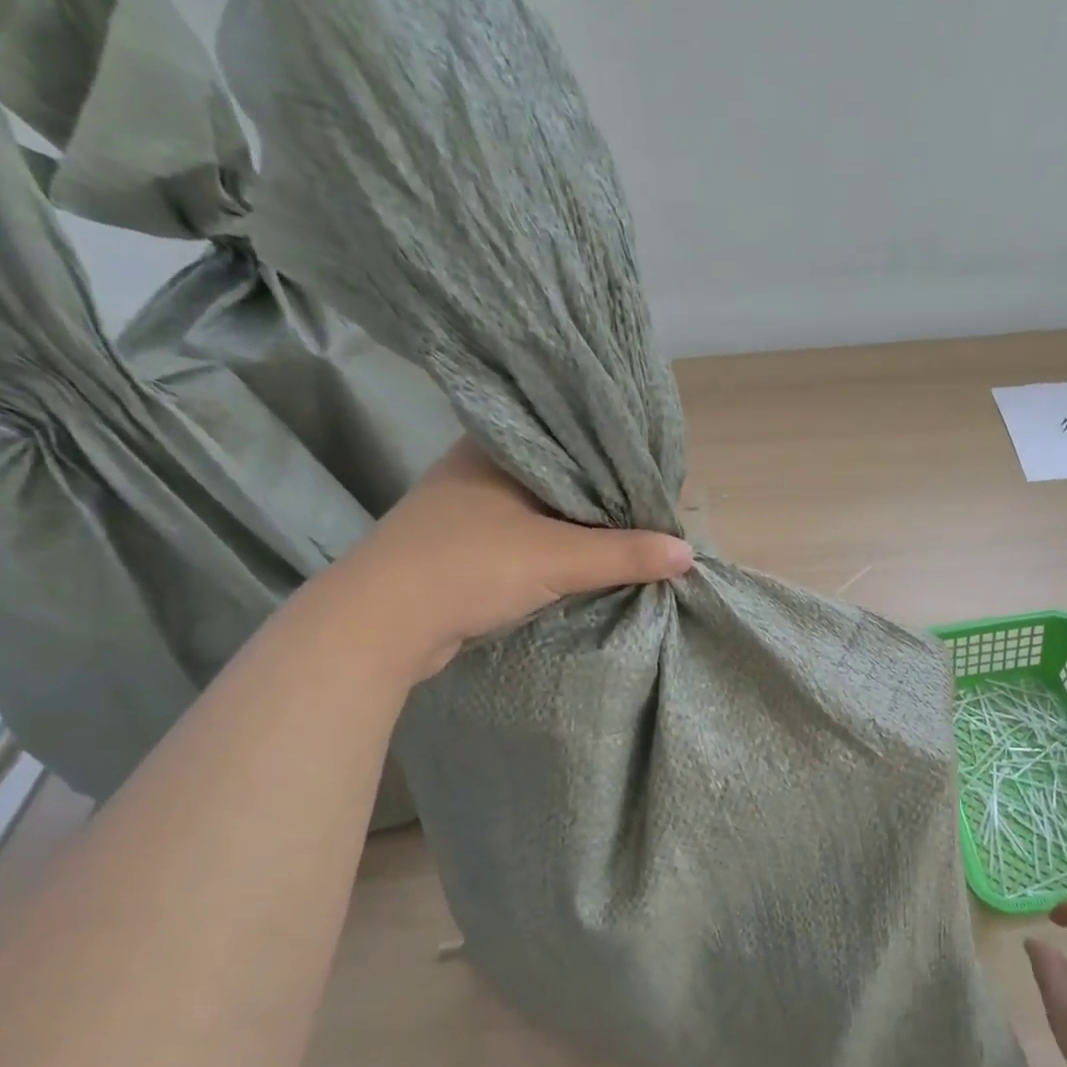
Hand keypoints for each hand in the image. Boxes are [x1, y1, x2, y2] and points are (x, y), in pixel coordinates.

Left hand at [318, 438, 693, 681]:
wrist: (379, 626)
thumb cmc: (467, 568)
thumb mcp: (556, 557)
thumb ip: (625, 553)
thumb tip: (688, 553)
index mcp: (498, 446)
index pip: (575, 440)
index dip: (620, 460)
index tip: (658, 484)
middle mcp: (482, 467)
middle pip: (565, 478)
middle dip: (607, 499)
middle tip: (655, 514)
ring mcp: (471, 508)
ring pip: (547, 510)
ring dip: (584, 527)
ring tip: (635, 536)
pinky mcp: (467, 545)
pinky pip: (530, 536)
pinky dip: (560, 548)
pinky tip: (591, 559)